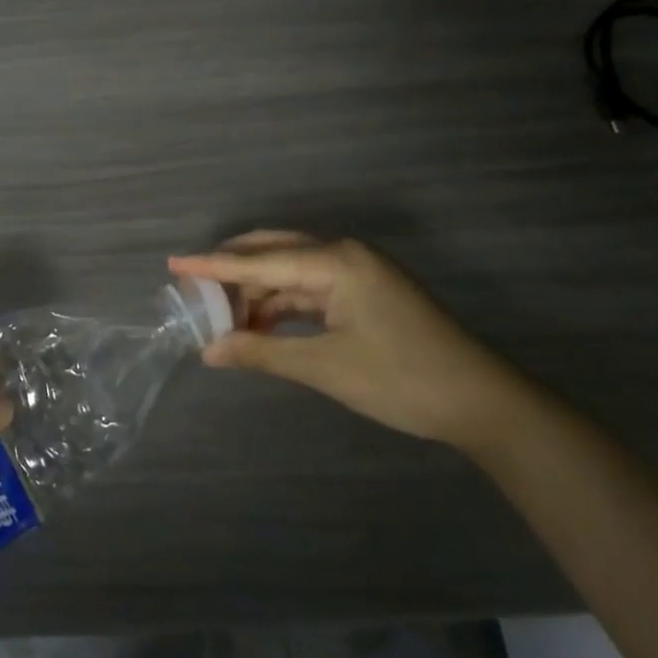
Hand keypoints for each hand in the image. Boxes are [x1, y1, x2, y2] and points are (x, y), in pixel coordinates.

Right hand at [168, 232, 529, 451]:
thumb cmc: (402, 379)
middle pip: (273, 253)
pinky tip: (260, 326)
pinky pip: (310, 289)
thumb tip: (209, 351)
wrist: (484, 404)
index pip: (259, 261)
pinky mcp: (365, 294)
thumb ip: (262, 353)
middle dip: (233, 271)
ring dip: (257, 294)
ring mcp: (357, 273)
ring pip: (290, 273)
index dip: (213, 265)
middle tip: (194, 289)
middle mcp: (344, 255)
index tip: (173, 264)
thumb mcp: (325, 366)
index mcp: (336, 261)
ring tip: (224, 320)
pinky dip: (282, 306)